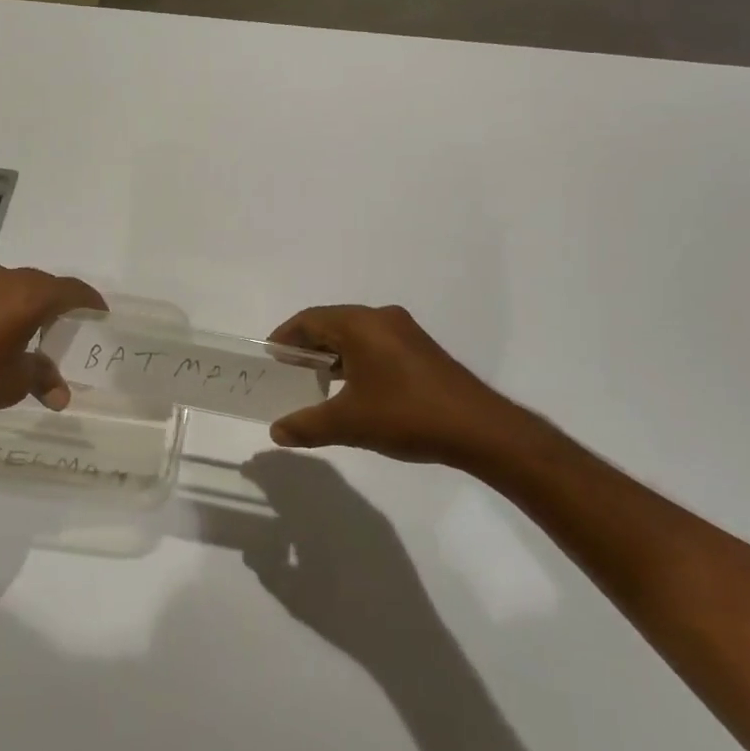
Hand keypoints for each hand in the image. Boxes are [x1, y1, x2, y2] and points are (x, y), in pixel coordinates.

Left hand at [0, 266, 105, 438]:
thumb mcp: (15, 383)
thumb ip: (42, 377)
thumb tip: (61, 395)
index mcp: (27, 296)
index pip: (69, 290)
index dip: (88, 300)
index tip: (100, 311)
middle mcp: (1, 280)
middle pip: (41, 283)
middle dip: (57, 301)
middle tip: (67, 323)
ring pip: (12, 285)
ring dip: (26, 302)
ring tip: (32, 328)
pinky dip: (0, 306)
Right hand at [241, 452, 446, 671]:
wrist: (404, 636)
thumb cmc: (343, 618)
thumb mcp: (294, 598)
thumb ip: (268, 569)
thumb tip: (251, 549)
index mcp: (316, 520)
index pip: (284, 482)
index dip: (263, 471)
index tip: (246, 467)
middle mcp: (340, 505)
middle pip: (306, 469)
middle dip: (282, 462)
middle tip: (260, 465)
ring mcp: (362, 510)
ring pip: (326, 474)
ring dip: (302, 469)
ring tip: (283, 477)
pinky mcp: (377, 521)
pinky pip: (343, 489)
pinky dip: (322, 482)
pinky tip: (313, 499)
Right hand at [268, 304, 517, 463]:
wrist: (479, 429)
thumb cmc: (406, 415)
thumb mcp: (348, 423)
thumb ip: (307, 425)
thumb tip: (276, 431)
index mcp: (360, 324)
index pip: (309, 319)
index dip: (285, 337)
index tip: (270, 359)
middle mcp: (381, 319)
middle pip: (331, 324)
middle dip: (307, 347)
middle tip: (287, 373)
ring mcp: (405, 333)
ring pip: (355, 336)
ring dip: (332, 355)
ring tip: (315, 384)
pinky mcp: (421, 351)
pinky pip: (376, 345)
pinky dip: (355, 361)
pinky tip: (352, 391)